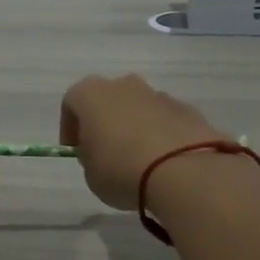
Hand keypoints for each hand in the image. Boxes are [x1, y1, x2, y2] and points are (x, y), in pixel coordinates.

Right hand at [59, 74, 229, 209]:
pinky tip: (164, 164)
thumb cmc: (121, 170)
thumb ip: (91, 157)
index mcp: (92, 94)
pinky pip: (165, 121)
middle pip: (109, 100)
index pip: (71, 103)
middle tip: (107, 153)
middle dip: (106, 123)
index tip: (77, 152)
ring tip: (140, 162)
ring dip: (135, 128)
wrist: (182, 172)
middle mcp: (125, 85)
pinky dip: (161, 137)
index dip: (70, 128)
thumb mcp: (91, 173)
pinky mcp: (188, 110)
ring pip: (140, 108)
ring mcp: (159, 95)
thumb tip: (103, 152)